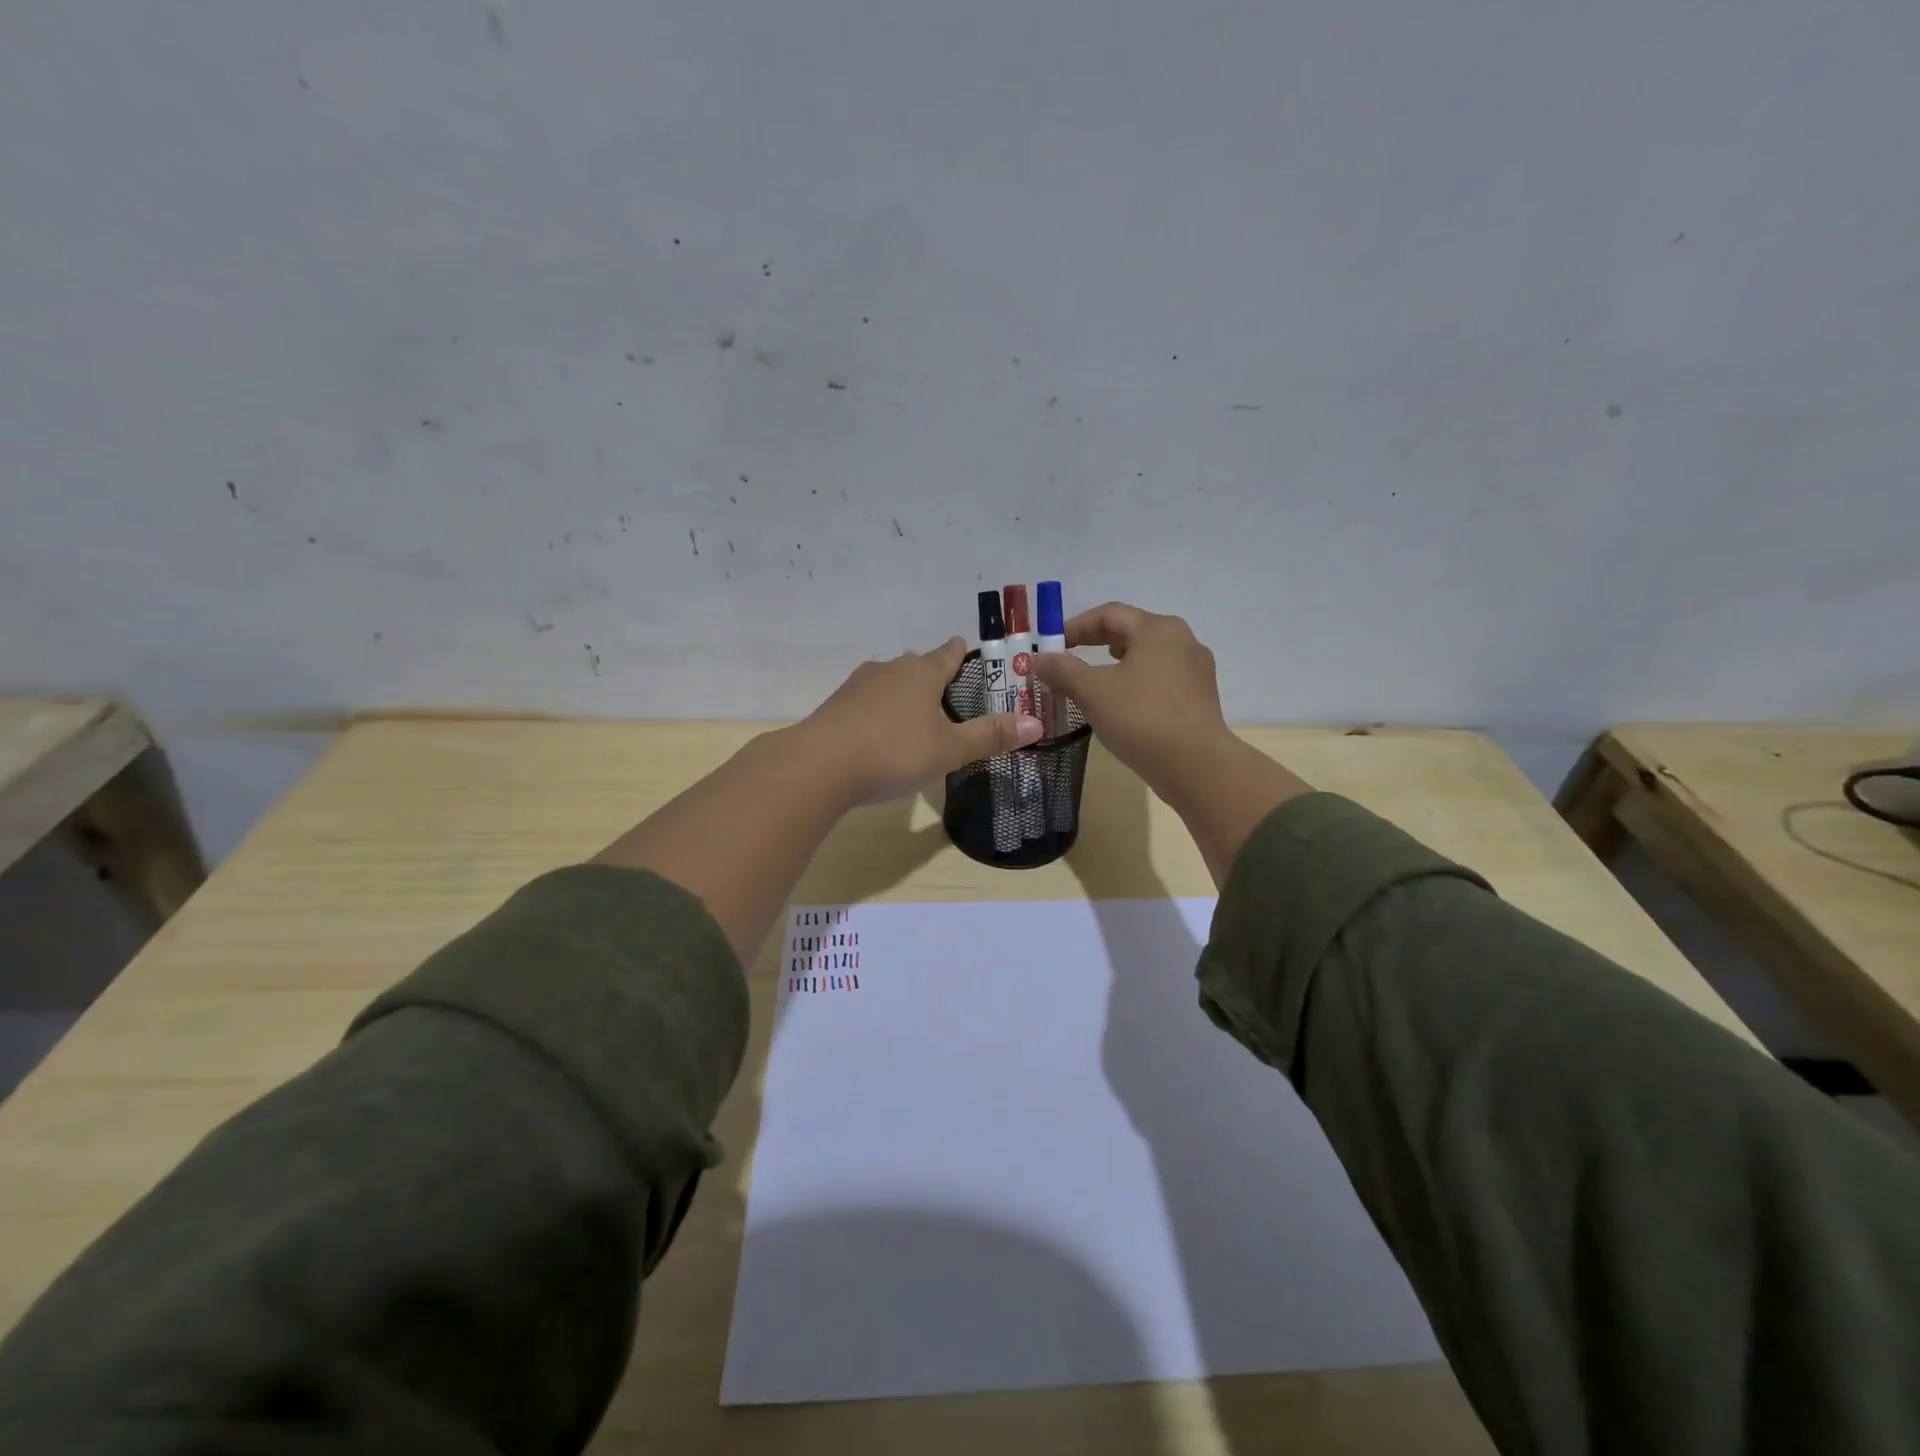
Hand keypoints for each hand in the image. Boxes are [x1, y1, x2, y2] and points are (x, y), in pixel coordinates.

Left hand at [800, 637, 1041, 803]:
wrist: (820, 765)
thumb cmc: (895, 751)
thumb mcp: (950, 749)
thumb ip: (990, 736)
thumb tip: (1037, 723)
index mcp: (923, 672)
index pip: (948, 653)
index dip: (961, 652)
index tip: (968, 649)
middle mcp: (890, 669)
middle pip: (917, 665)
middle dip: (932, 675)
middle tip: (948, 695)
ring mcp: (859, 685)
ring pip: (889, 681)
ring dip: (903, 693)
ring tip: (915, 716)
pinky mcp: (836, 705)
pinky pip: (866, 701)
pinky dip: (878, 711)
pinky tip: (879, 733)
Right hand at [1029, 603, 1233, 795]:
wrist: (1196, 766)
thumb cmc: (1141, 718)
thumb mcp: (1092, 692)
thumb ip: (1062, 670)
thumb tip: (1038, 659)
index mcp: (1157, 629)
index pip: (1109, 614)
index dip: (1076, 626)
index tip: (1053, 646)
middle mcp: (1182, 641)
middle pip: (1131, 632)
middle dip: (1097, 644)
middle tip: (1069, 660)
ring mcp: (1196, 670)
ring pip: (1148, 657)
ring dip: (1117, 666)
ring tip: (1094, 682)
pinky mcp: (1200, 698)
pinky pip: (1161, 680)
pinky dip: (1136, 684)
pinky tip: (1122, 706)